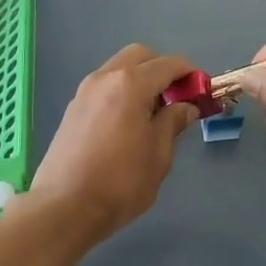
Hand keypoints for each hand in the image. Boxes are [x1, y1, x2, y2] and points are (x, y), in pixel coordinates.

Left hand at [26, 44, 200, 242]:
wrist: (64, 208)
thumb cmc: (120, 183)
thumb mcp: (158, 155)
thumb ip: (173, 122)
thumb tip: (184, 107)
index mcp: (130, 84)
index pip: (167, 64)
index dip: (189, 74)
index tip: (202, 90)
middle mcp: (104, 78)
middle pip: (139, 57)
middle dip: (162, 69)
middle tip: (177, 98)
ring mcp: (84, 92)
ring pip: (118, 69)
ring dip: (140, 80)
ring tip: (153, 113)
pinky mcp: (72, 110)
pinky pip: (104, 87)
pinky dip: (121, 92)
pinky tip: (128, 123)